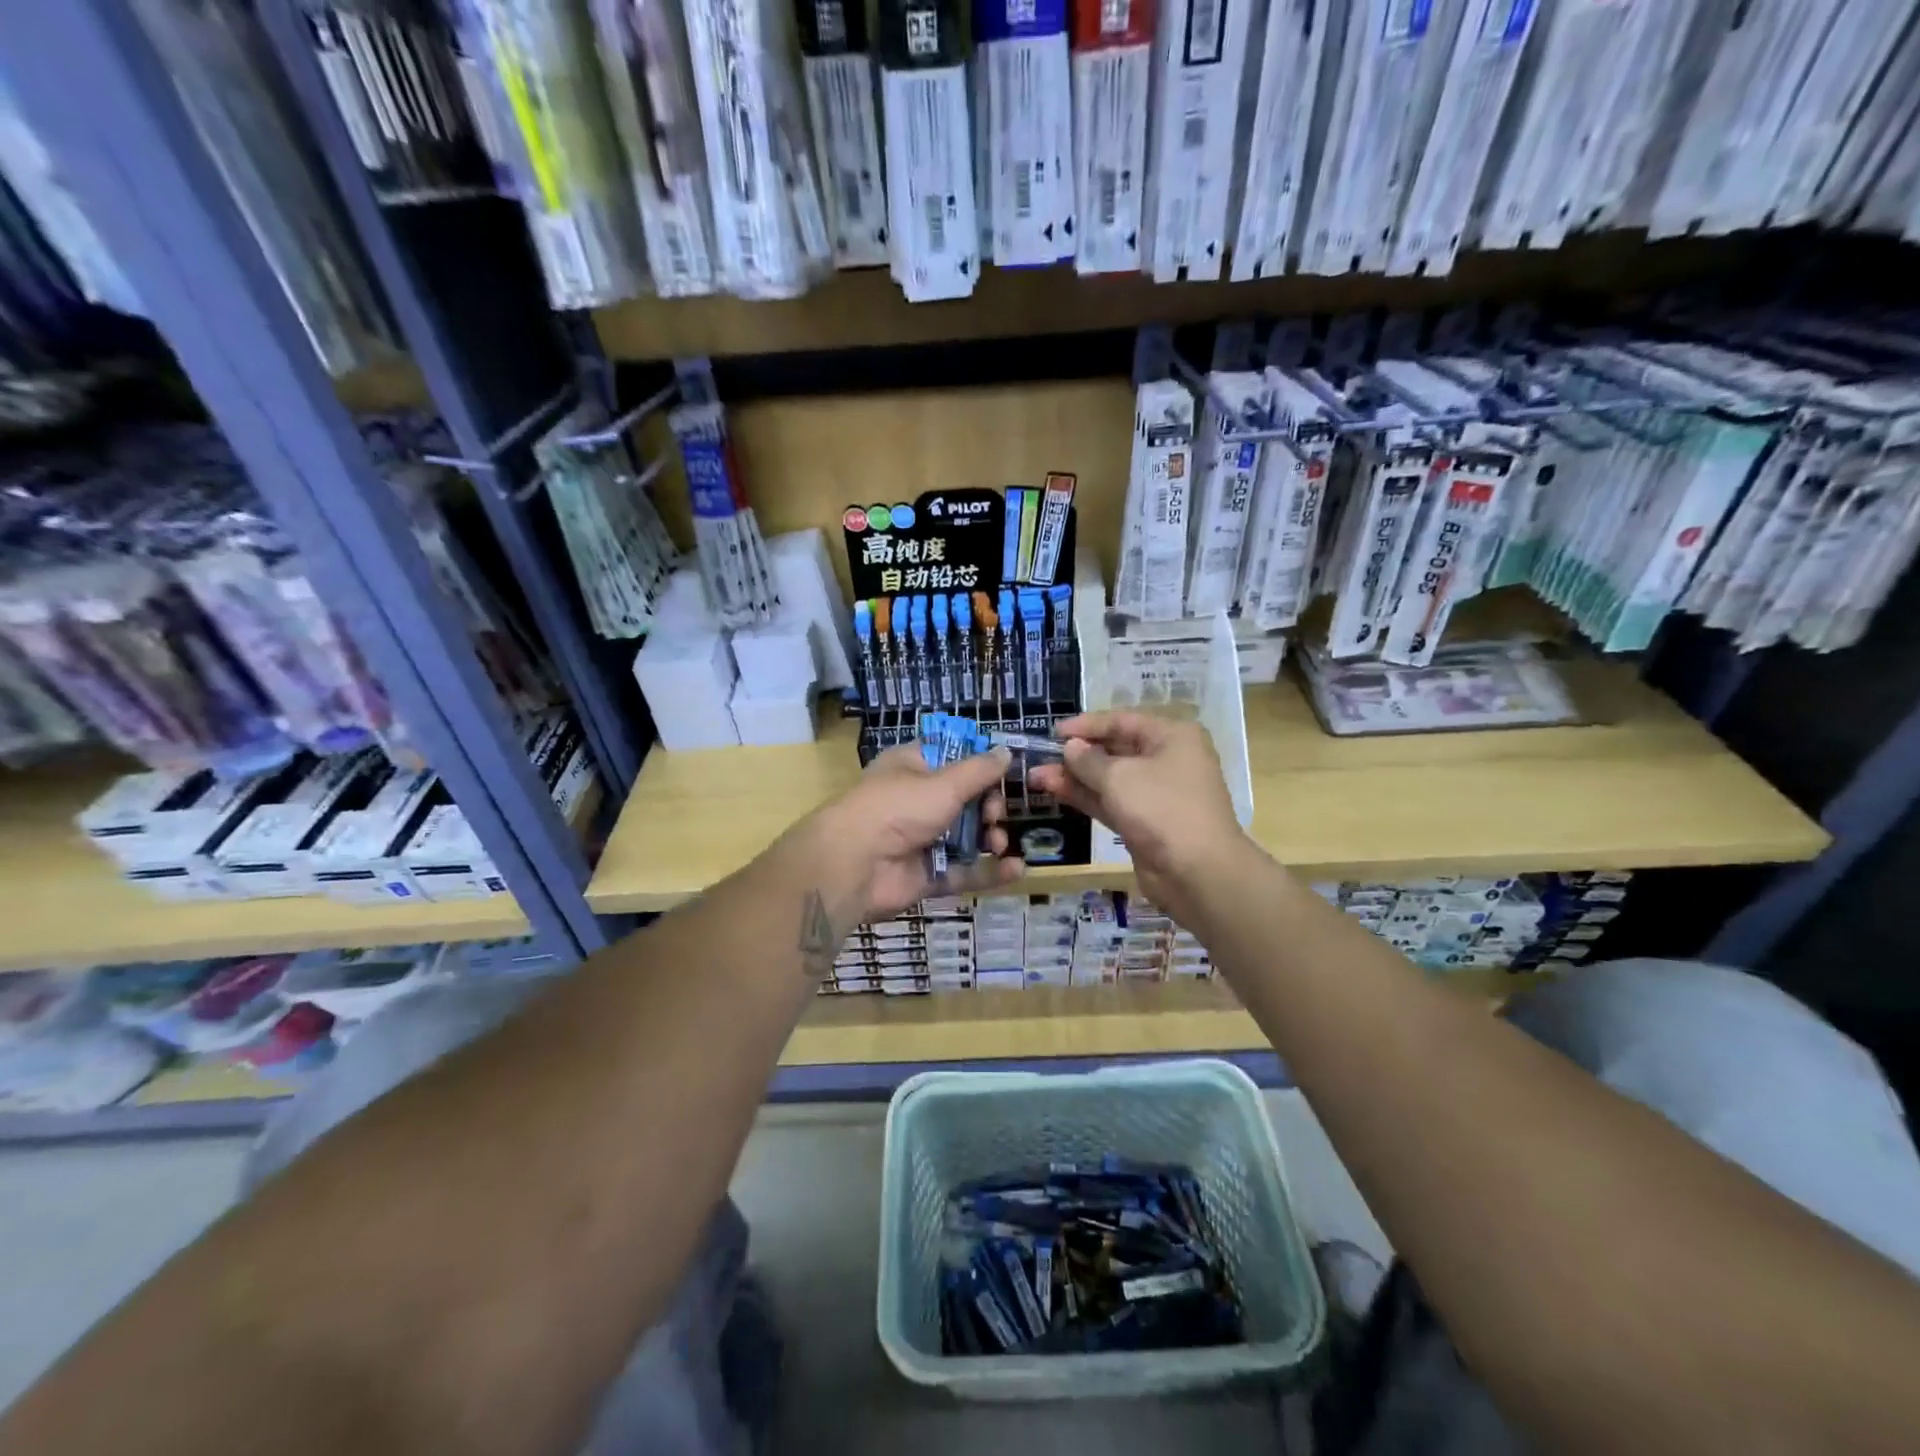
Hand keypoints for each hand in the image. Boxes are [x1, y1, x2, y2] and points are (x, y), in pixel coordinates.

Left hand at [798, 743, 1025, 926]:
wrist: (855, 865)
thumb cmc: (898, 808)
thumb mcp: (944, 783)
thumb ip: (980, 771)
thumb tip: (1007, 751)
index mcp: (913, 767)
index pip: (952, 757)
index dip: (980, 764)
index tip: (1006, 772)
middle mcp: (916, 800)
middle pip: (964, 800)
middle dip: (988, 806)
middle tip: (994, 814)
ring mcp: (921, 840)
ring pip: (966, 837)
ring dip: (989, 838)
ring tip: (997, 842)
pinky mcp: (926, 875)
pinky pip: (963, 871)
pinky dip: (988, 872)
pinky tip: (1016, 869)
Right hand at [1028, 711, 1250, 920]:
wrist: (1197, 872)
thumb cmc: (1161, 808)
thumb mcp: (1119, 777)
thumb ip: (1088, 760)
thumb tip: (1070, 747)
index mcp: (1172, 736)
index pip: (1122, 721)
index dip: (1086, 725)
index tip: (1053, 732)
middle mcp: (1167, 759)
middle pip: (1115, 749)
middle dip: (1076, 754)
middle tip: (1039, 757)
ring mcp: (1156, 794)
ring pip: (1109, 779)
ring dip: (1074, 777)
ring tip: (1036, 777)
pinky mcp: (1145, 822)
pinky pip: (1111, 802)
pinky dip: (1085, 797)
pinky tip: (1055, 791)